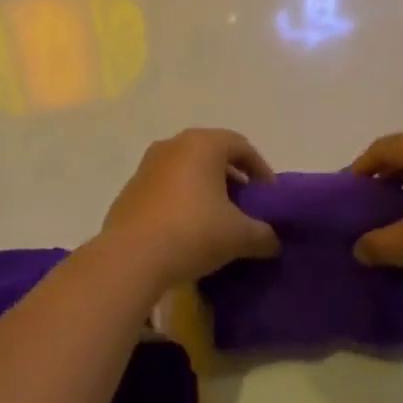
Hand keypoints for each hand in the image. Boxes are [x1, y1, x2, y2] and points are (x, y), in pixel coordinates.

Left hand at [101, 129, 279, 287]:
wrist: (131, 257)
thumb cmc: (193, 232)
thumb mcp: (239, 236)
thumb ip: (263, 234)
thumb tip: (273, 240)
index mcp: (203, 144)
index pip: (241, 146)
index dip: (260, 169)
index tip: (269, 196)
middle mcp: (174, 144)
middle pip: (212, 154)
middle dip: (232, 177)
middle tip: (246, 205)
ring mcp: (147, 165)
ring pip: (186, 169)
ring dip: (204, 188)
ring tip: (217, 219)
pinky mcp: (130, 189)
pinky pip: (165, 187)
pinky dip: (181, 200)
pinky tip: (186, 230)